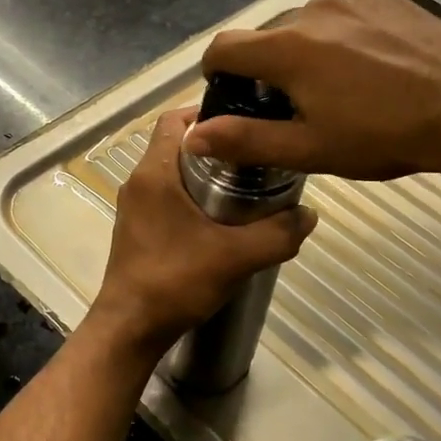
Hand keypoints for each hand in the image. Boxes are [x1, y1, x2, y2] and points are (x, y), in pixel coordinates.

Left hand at [88, 108, 316, 356]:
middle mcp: (138, 182)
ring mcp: (134, 206)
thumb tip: (310, 214)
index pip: (175, 120)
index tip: (244, 122)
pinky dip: (192, 196)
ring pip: (172, 172)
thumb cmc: (175, 281)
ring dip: (204, 173)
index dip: (207, 112)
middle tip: (254, 155)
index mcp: (154, 173)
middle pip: (176, 144)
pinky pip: (166, 196)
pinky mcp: (136, 228)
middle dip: (214, 146)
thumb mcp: (236, 257)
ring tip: (246, 185)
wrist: (130, 328)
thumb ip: (278, 233)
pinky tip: (221, 219)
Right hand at [185, 0, 440, 181]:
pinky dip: (343, 37)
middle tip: (296, 107)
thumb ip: (245, 139)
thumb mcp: (310, 149)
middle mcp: (311, 12)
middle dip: (268, 69)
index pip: (223, 47)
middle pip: (266, 38)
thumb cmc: (384, 135)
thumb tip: (192, 136)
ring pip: (306, 25)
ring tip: (341, 87)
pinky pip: (344, 15)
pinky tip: (373, 65)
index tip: (233, 98)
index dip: (216, 73)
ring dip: (307, 52)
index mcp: (286, 49)